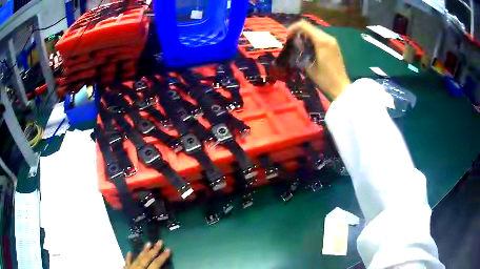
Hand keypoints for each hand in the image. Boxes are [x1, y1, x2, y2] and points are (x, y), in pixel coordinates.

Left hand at [123, 241, 171, 268]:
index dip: (162, 257)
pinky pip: (127, 263)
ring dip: (143, 251)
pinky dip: (128, 258)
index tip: (168, 249)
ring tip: (148, 243)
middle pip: (147, 258)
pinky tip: (130, 253)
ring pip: (137, 258)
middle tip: (160, 241)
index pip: (156, 264)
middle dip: (154, 250)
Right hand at [288, 21, 350, 99]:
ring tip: (299, 45)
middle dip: (298, 32)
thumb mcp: (308, 65)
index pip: (303, 25)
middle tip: (291, 41)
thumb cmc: (324, 78)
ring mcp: (332, 41)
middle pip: (309, 27)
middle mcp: (327, 37)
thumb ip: (301, 50)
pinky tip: (308, 48)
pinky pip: (320, 37)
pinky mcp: (334, 46)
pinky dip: (312, 39)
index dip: (293, 28)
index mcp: (321, 41)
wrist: (340, 87)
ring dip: (305, 35)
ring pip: (315, 31)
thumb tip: (296, 42)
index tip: (287, 37)